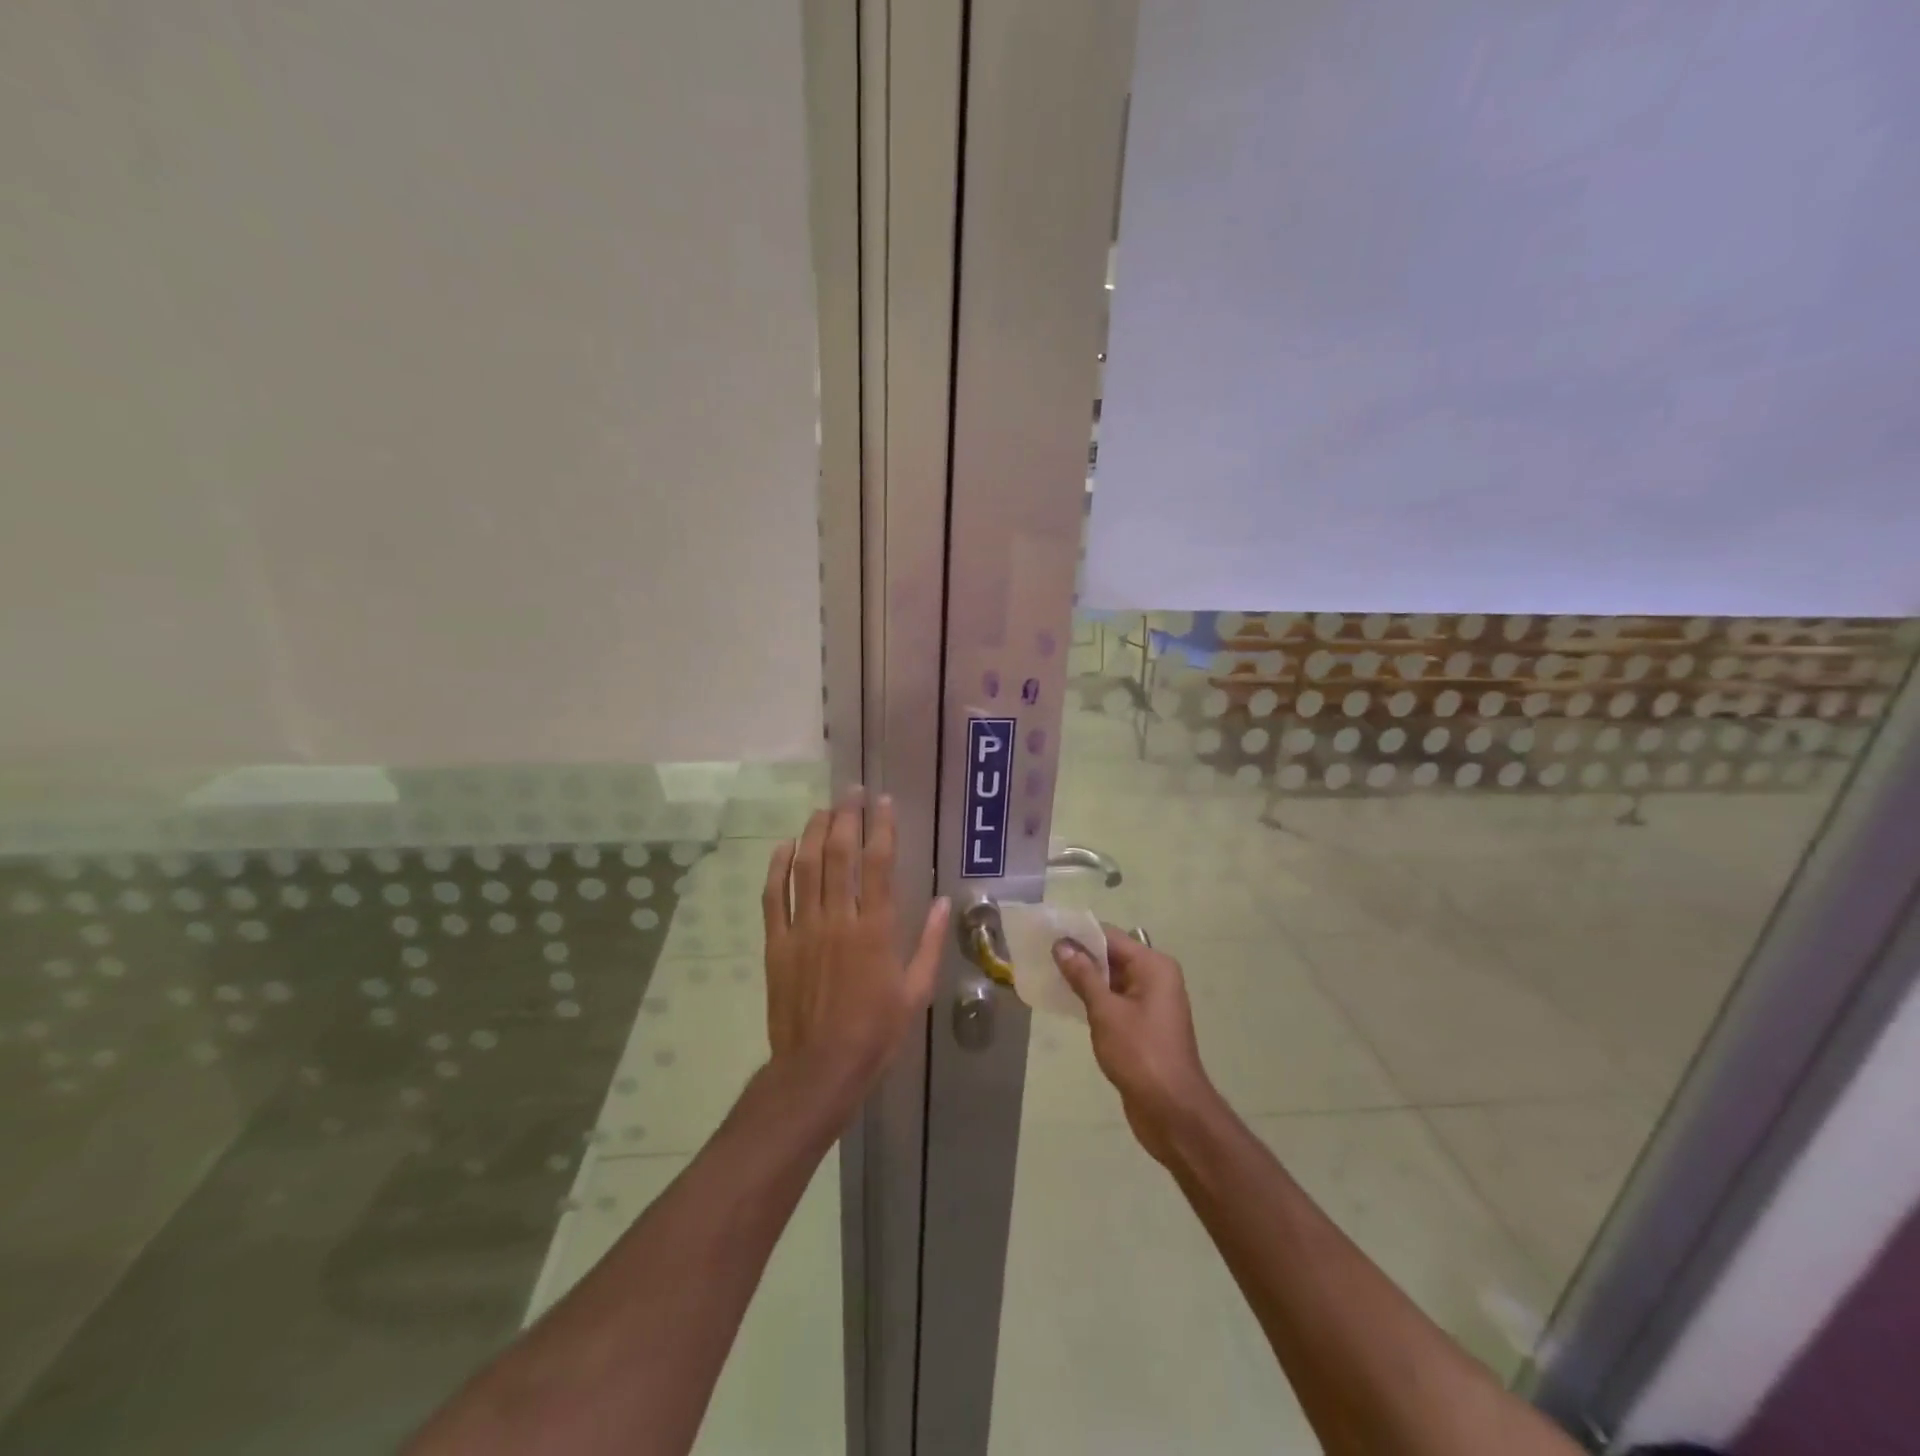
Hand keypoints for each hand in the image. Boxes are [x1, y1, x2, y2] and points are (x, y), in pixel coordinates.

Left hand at [762, 793, 950, 1099]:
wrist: (819, 1068)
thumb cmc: (876, 1032)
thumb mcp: (916, 991)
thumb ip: (928, 943)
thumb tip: (944, 903)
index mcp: (875, 929)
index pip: (878, 863)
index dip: (882, 827)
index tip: (884, 802)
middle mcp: (838, 919)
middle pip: (840, 854)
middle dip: (847, 817)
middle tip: (852, 792)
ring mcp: (803, 929)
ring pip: (806, 867)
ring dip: (814, 833)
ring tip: (824, 809)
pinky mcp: (777, 944)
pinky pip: (773, 897)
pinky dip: (777, 867)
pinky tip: (784, 846)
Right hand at [1053, 928, 1221, 1163]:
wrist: (1172, 1111)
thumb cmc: (1140, 1053)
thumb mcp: (1106, 1011)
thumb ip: (1084, 976)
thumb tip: (1062, 946)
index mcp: (1153, 966)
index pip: (1110, 937)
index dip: (1078, 934)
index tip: (1047, 933)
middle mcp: (1156, 977)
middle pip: (1112, 956)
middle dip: (1079, 956)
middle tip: (1042, 954)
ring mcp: (1151, 1002)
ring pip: (1112, 979)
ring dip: (1084, 978)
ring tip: (1048, 974)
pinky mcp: (1144, 1025)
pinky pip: (1115, 1000)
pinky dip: (1094, 998)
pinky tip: (1067, 1002)